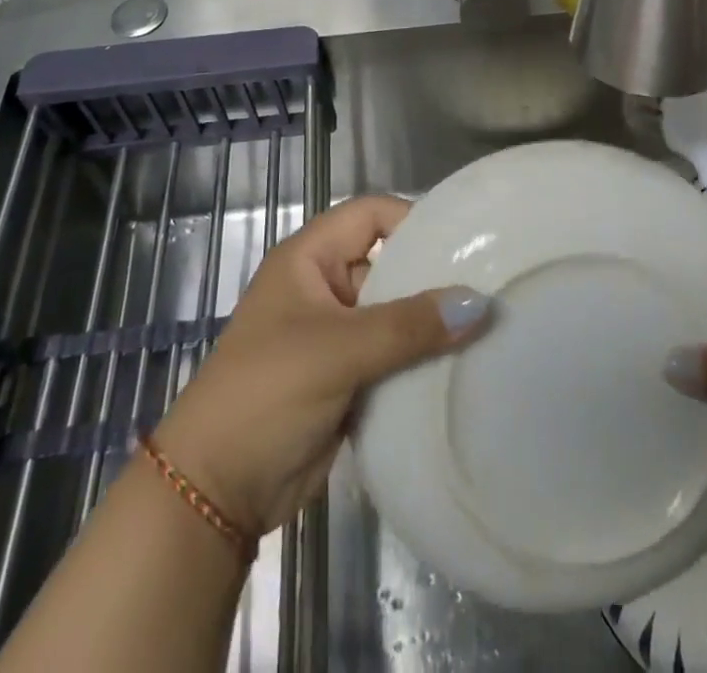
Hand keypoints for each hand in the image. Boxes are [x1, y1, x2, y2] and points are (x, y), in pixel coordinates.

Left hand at [153, 195, 488, 534]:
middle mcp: (324, 287)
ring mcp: (336, 334)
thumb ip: (409, 326)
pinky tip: (464, 366)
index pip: (370, 215)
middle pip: (388, 263)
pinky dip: (422, 360)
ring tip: (489, 327)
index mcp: (310, 258)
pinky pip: (393, 356)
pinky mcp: (347, 378)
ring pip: (394, 314)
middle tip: (490, 286)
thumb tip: (480, 303)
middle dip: (433, 275)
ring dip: (431, 323)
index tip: (465, 240)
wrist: (215, 492)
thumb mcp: (339, 350)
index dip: (413, 219)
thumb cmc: (267, 393)